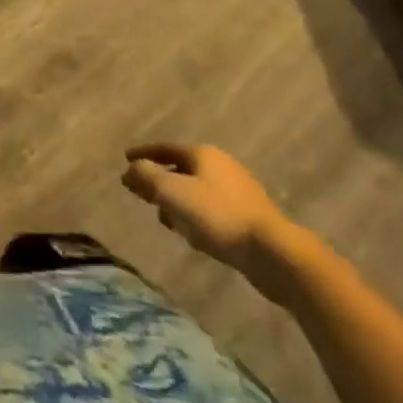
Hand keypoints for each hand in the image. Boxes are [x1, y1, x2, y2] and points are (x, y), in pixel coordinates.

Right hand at [122, 143, 302, 301]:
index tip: (126, 158)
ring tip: (166, 219)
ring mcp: (239, 192)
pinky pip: (213, 210)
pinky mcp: (250, 218)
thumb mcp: (172, 193)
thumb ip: (146, 178)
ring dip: (179, 202)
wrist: (275, 254)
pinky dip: (196, 216)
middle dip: (162, 180)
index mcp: (203, 154)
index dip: (144, 153)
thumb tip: (129, 170)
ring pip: (198, 191)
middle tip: (144, 193)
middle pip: (182, 169)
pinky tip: (194, 235)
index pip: (165, 148)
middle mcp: (222, 166)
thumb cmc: (218, 216)